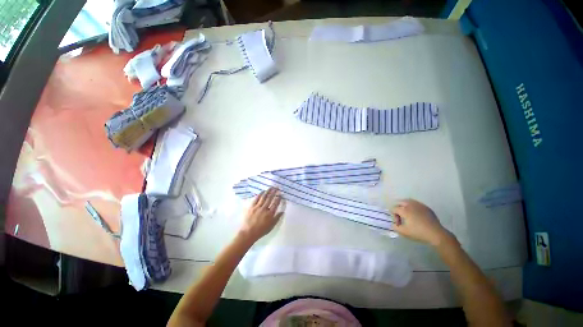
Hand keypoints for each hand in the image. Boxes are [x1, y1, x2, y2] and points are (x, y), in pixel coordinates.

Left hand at [238, 188, 283, 243]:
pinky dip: (260, 194)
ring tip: (271, 187)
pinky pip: (256, 199)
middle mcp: (264, 209)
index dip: (278, 198)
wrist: (248, 233)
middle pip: (270, 198)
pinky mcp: (251, 207)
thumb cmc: (261, 231)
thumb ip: (277, 218)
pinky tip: (262, 191)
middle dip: (274, 192)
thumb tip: (282, 212)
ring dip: (268, 191)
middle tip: (276, 187)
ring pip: (264, 197)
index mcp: (270, 214)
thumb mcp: (271, 226)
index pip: (276, 203)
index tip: (280, 194)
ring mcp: (257, 207)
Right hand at [391, 199, 453, 246]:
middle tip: (401, 216)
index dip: (394, 216)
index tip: (399, 224)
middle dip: (398, 208)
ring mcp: (419, 205)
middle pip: (399, 202)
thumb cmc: (418, 233)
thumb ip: (395, 227)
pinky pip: (416, 204)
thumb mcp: (404, 232)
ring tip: (408, 214)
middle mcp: (410, 205)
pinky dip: (413, 207)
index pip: (393, 209)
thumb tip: (394, 224)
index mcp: (404, 210)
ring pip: (408, 201)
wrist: (436, 234)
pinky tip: (416, 215)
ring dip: (405, 206)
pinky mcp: (426, 207)